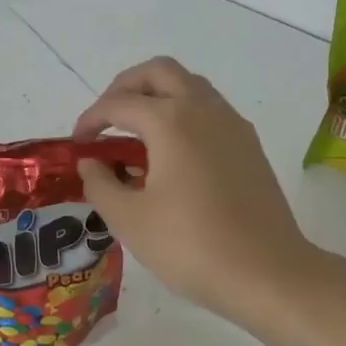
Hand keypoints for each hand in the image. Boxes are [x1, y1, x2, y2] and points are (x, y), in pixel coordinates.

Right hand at [73, 58, 327, 324]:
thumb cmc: (191, 246)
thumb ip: (100, 184)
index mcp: (171, 121)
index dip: (91, 119)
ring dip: (157, 95)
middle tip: (107, 118)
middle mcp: (203, 109)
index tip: (77, 144)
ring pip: (189, 85)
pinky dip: (183, 112)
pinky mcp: (249, 145)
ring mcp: (232, 124)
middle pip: (159, 72)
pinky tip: (172, 152)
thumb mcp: (129, 220)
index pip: (119, 103)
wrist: (268, 273)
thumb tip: (90, 163)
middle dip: (125, 86)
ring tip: (137, 131)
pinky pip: (209, 108)